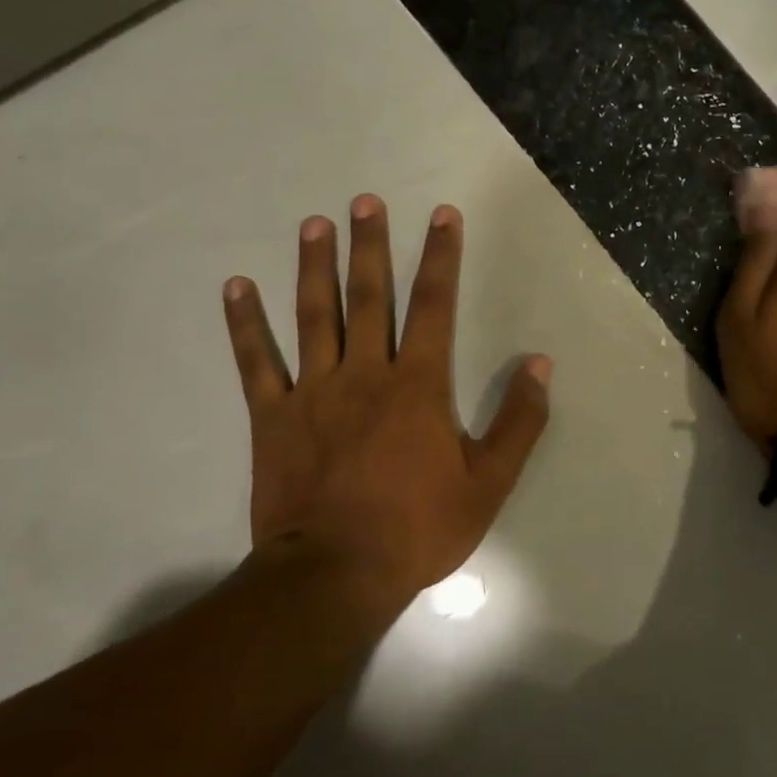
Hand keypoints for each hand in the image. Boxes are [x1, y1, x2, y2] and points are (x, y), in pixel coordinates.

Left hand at [221, 195, 552, 611]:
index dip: (441, 257)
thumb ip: (519, 420)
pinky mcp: (272, 417)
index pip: (435, 306)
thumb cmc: (419, 528)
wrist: (336, 574)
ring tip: (314, 225)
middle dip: (371, 246)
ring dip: (315, 267)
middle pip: (369, 297)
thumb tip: (540, 364)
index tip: (442, 215)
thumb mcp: (489, 482)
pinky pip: (255, 362)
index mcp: (418, 385)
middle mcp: (365, 373)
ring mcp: (313, 392)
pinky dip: (245, 323)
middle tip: (365, 202)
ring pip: (314, 315)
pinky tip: (237, 286)